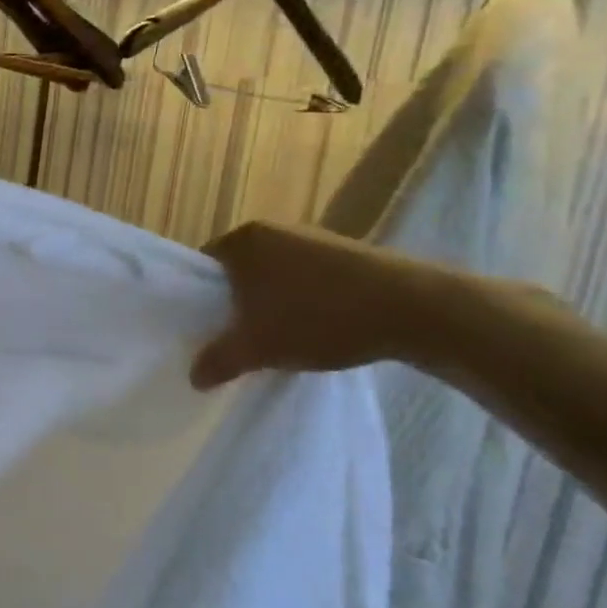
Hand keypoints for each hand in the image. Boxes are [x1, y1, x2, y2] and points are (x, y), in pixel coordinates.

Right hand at [189, 221, 438, 389]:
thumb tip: (194, 377)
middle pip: (237, 271)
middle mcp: (273, 230)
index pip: (202, 266)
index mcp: (243, 240)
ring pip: (272, 276)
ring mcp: (312, 238)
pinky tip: (312, 329)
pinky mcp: (345, 254)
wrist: (413, 309)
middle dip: (234, 304)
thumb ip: (219, 360)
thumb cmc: (318, 317)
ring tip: (273, 338)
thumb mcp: (258, 348)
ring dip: (268, 304)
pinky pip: (305, 278)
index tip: (202, 329)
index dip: (197, 300)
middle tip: (234, 338)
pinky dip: (300, 301)